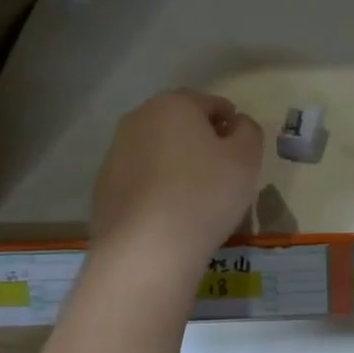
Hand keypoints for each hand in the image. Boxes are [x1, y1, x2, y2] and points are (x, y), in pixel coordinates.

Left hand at [92, 90, 263, 268]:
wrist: (147, 248)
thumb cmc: (205, 194)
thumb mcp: (247, 159)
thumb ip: (249, 132)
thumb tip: (238, 123)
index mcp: (174, 104)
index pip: (212, 104)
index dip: (232, 124)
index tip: (242, 152)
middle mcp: (139, 119)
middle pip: (180, 124)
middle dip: (201, 141)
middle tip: (221, 173)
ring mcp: (116, 152)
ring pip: (158, 150)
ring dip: (177, 164)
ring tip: (195, 196)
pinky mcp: (104, 186)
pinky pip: (142, 179)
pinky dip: (157, 188)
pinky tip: (170, 214)